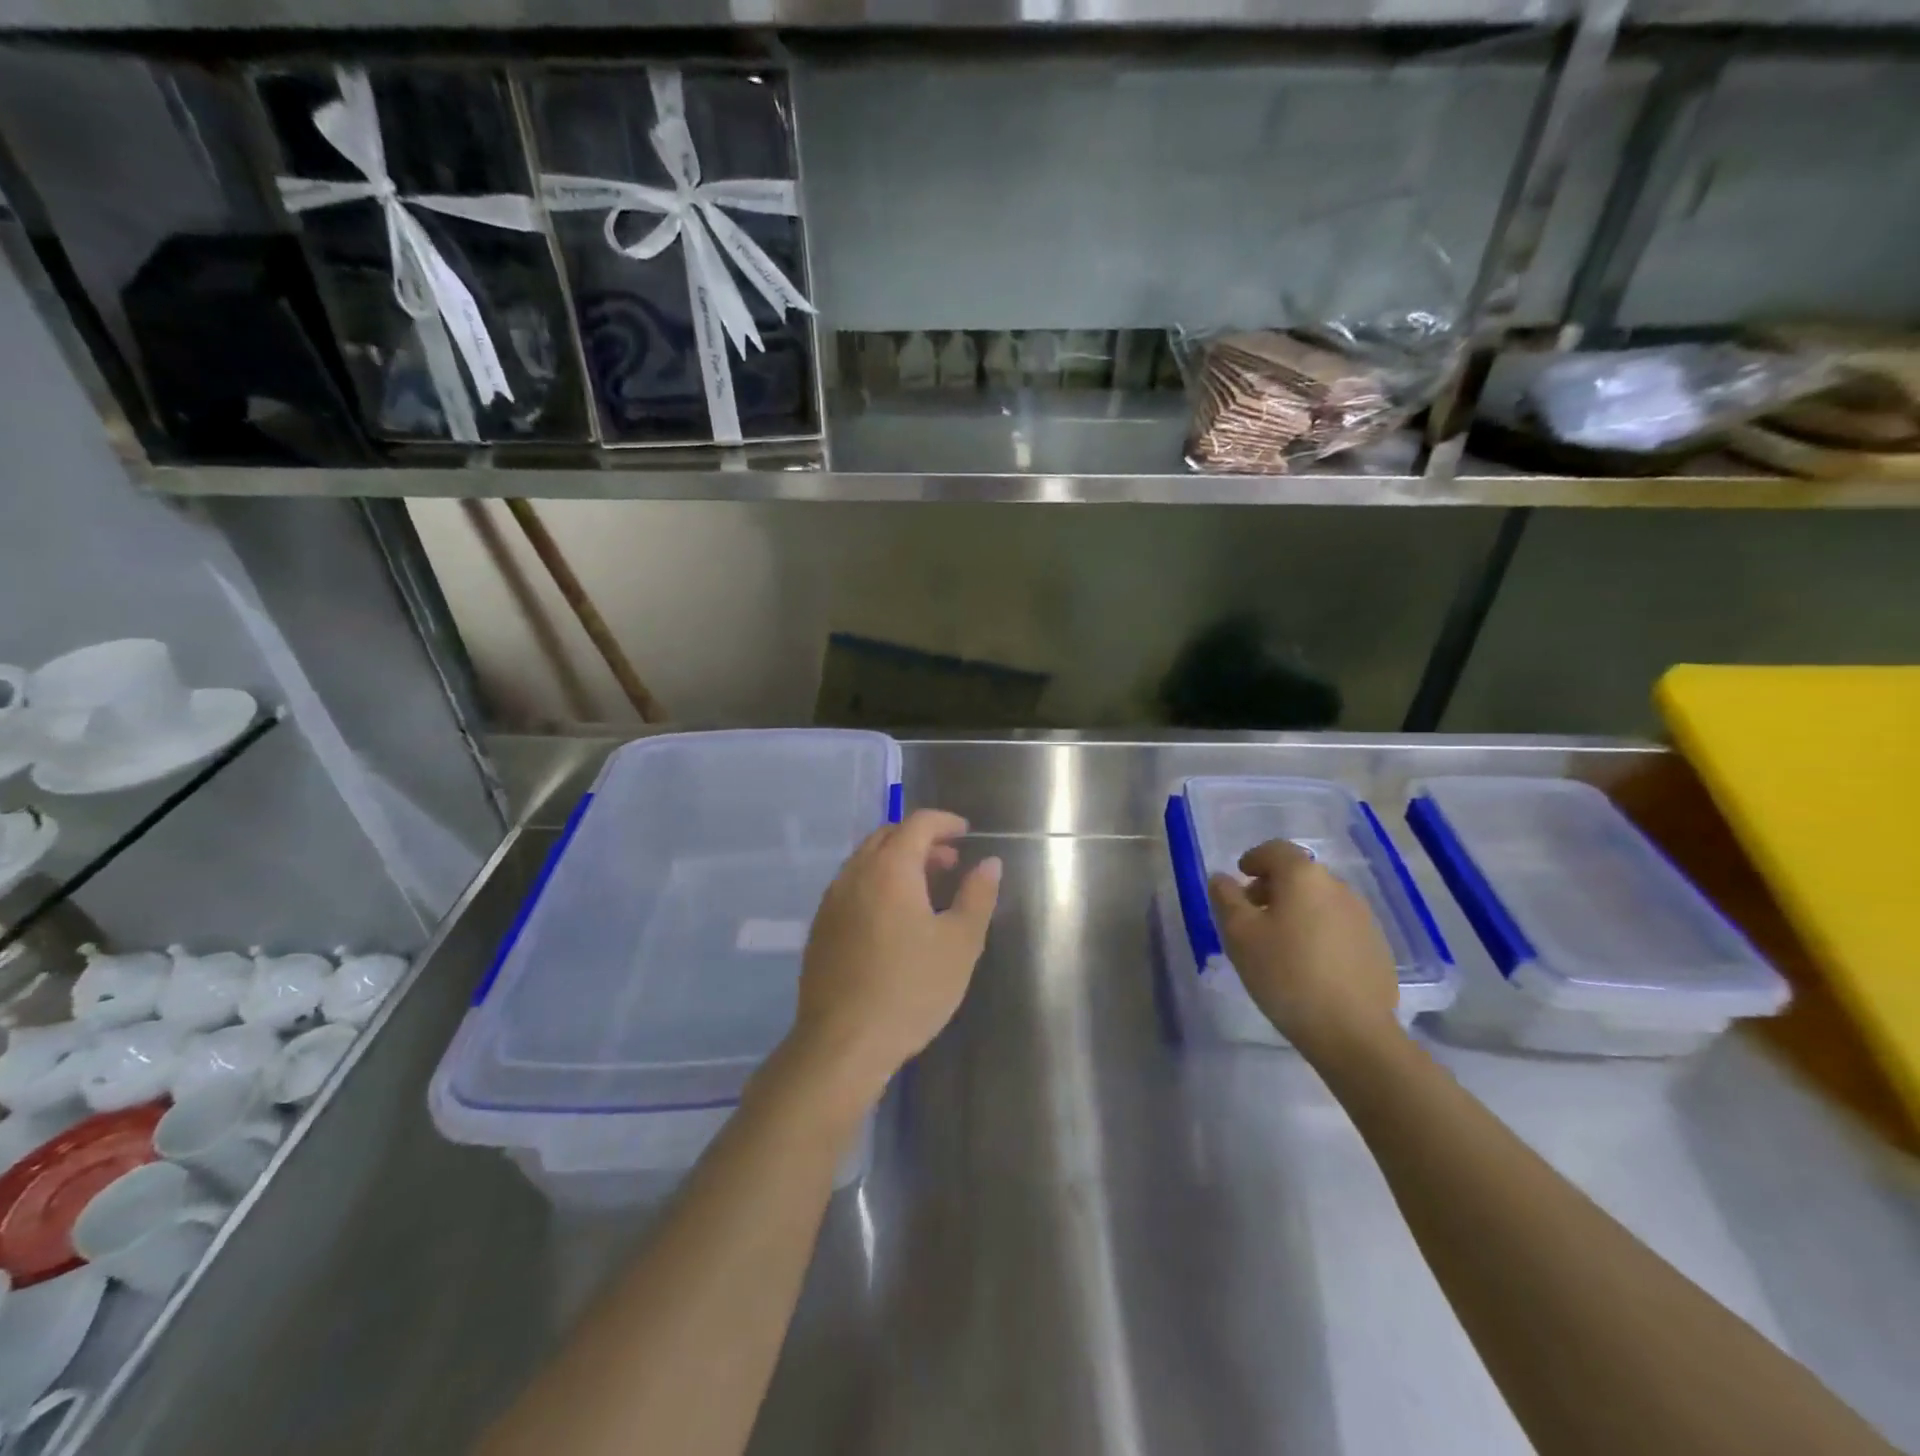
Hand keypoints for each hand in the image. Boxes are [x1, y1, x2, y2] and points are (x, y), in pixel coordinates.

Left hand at [791, 809, 1001, 1105]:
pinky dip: (877, 883)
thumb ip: (977, 896)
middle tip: (950, 863)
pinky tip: (893, 918)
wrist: (842, 1043)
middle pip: (887, 836)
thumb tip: (990, 862)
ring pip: (866, 861)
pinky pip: (852, 886)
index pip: (917, 823)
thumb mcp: (959, 944)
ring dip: (898, 862)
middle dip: (921, 840)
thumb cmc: (910, 989)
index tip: (967, 834)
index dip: (945, 822)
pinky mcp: (820, 927)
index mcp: (889, 869)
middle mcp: (854, 874)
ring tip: (926, 890)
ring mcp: (831, 900)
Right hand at [1207, 840, 1400, 1060]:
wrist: (1353, 1032)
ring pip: (1320, 900)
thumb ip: (1225, 899)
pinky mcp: (1377, 947)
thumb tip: (1222, 878)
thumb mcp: (1239, 935)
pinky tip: (1308, 963)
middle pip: (1299, 874)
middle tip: (1252, 915)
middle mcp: (1338, 887)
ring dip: (1296, 910)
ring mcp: (1363, 917)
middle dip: (1272, 887)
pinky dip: (1318, 931)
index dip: (1253, 859)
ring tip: (1278, 943)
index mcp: (1303, 876)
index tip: (1239, 879)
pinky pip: (1338, 926)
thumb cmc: (1286, 974)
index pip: (1275, 850)